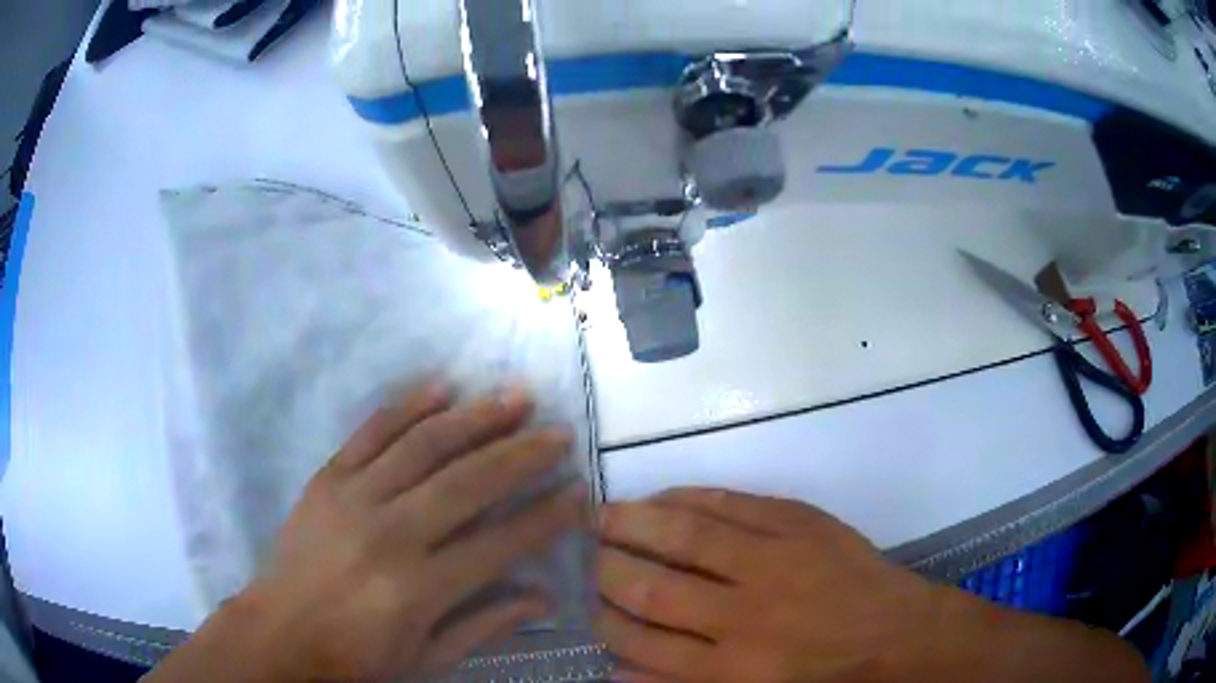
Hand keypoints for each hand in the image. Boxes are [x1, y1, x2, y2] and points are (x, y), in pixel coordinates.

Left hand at [237, 383, 586, 680]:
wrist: (278, 632)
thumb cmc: (356, 655)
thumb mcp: (427, 657)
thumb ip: (485, 625)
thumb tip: (545, 597)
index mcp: (419, 587)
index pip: (499, 543)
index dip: (546, 517)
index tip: (579, 494)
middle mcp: (391, 533)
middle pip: (468, 482)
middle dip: (522, 454)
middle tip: (559, 432)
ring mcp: (354, 497)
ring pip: (424, 445)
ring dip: (475, 418)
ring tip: (516, 398)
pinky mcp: (327, 477)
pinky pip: (371, 431)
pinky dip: (408, 405)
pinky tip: (442, 387)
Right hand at [594, 489, 938, 682]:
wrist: (897, 633)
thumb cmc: (823, 676)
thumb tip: (614, 670)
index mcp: (731, 670)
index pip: (642, 643)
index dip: (602, 619)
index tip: (580, 601)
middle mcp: (744, 617)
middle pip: (654, 590)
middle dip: (605, 568)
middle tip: (576, 549)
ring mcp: (774, 562)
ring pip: (685, 540)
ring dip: (634, 525)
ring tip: (598, 514)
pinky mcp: (799, 524)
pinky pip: (730, 504)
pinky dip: (687, 499)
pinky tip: (659, 498)